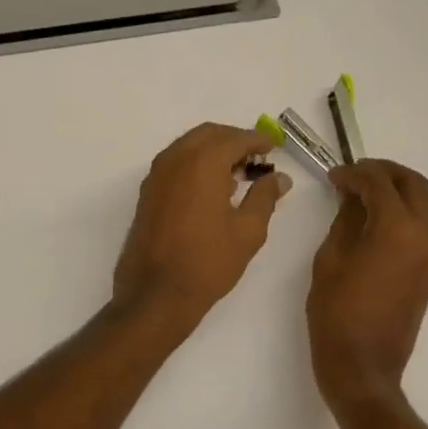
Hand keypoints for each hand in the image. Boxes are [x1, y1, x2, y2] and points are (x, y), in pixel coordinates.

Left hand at [112, 123, 290, 331]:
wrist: (156, 293)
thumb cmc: (208, 262)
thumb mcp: (248, 231)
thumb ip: (265, 197)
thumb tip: (279, 178)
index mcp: (203, 162)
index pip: (236, 138)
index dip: (258, 140)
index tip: (275, 146)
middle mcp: (176, 159)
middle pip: (209, 135)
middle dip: (235, 141)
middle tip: (257, 159)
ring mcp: (157, 175)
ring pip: (189, 146)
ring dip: (214, 151)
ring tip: (237, 174)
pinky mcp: (147, 192)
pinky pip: (175, 163)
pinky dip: (195, 164)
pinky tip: (211, 188)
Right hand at [308, 160, 427, 410]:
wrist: (363, 367)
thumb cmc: (336, 313)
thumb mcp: (330, 260)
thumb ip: (345, 220)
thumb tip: (352, 197)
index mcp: (397, 229)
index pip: (380, 182)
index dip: (355, 173)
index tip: (333, 177)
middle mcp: (424, 236)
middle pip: (414, 185)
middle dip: (384, 173)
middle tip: (354, 176)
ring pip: (421, 206)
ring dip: (395, 194)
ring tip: (360, 199)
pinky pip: (419, 230)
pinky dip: (400, 217)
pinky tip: (371, 227)